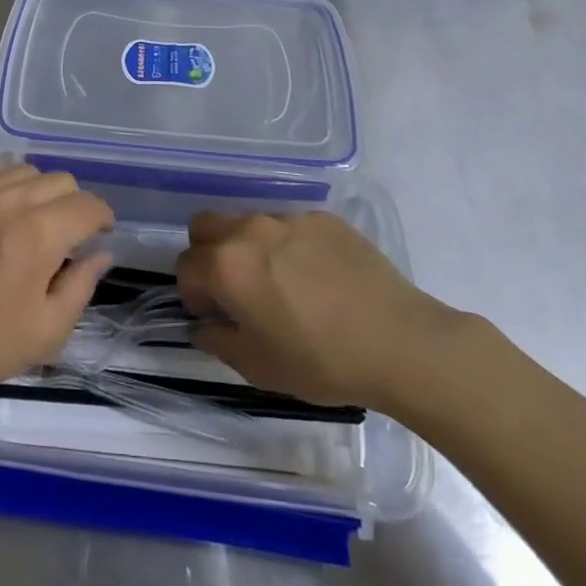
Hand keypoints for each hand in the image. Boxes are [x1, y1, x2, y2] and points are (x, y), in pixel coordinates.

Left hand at [0, 160, 113, 413]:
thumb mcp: (45, 333)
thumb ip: (81, 287)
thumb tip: (99, 254)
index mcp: (40, 234)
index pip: (88, 205)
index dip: (101, 218)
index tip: (97, 235)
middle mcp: (8, 199)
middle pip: (59, 180)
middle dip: (71, 205)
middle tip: (60, 236)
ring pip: (22, 170)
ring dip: (35, 192)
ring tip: (24, 220)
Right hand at [175, 210, 474, 417]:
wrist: (399, 342)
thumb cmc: (320, 361)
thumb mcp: (258, 366)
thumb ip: (218, 341)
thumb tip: (204, 326)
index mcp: (227, 266)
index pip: (186, 265)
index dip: (192, 293)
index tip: (212, 314)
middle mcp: (250, 231)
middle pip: (205, 226)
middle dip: (207, 254)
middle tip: (233, 288)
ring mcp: (289, 219)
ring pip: (248, 223)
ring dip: (248, 247)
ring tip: (281, 283)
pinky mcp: (323, 219)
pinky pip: (290, 226)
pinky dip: (289, 246)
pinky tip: (317, 277)